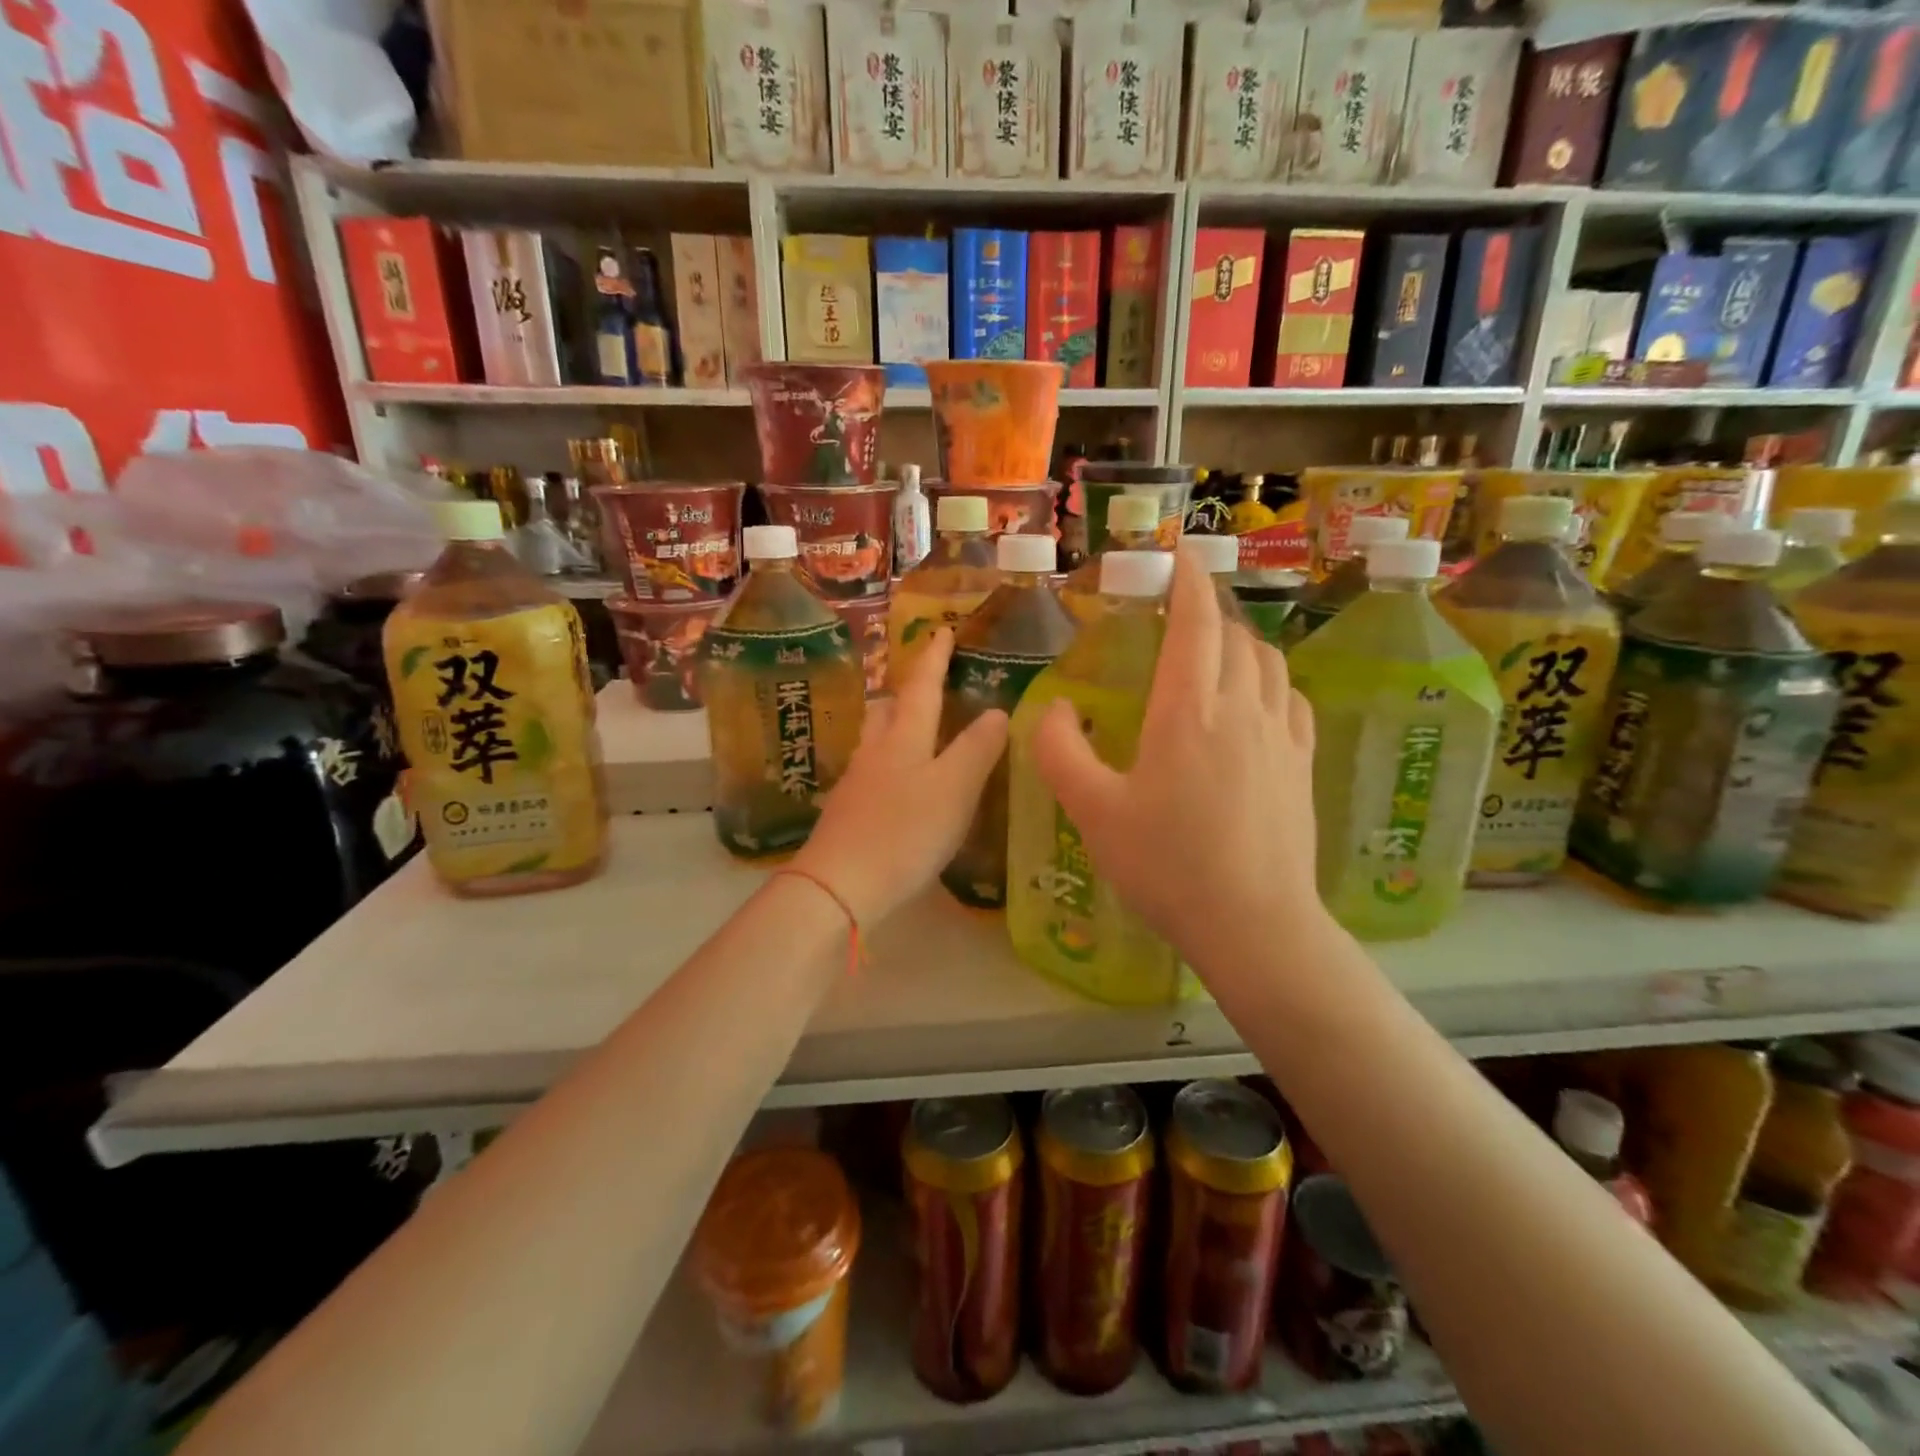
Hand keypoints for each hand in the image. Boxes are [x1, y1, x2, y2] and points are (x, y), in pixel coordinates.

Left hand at [795, 628, 1006, 925]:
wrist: (840, 885)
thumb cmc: (904, 832)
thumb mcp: (954, 789)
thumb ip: (977, 749)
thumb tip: (997, 712)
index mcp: (903, 738)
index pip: (922, 687)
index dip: (934, 658)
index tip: (942, 629)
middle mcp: (875, 753)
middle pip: (888, 710)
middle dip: (906, 693)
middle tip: (927, 687)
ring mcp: (857, 784)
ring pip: (876, 742)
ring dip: (895, 729)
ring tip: (917, 735)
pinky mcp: (848, 814)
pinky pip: (873, 775)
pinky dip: (891, 767)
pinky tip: (900, 788)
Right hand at [1031, 551, 1326, 976]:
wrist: (1254, 924)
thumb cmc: (1167, 866)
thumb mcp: (1093, 811)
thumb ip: (1060, 751)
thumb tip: (1055, 706)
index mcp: (1190, 711)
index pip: (1196, 624)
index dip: (1189, 583)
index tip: (1181, 557)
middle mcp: (1242, 710)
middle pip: (1234, 636)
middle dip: (1209, 612)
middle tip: (1181, 612)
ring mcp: (1282, 737)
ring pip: (1268, 663)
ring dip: (1240, 643)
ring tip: (1214, 652)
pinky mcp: (1302, 765)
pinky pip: (1290, 700)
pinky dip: (1270, 682)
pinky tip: (1256, 703)